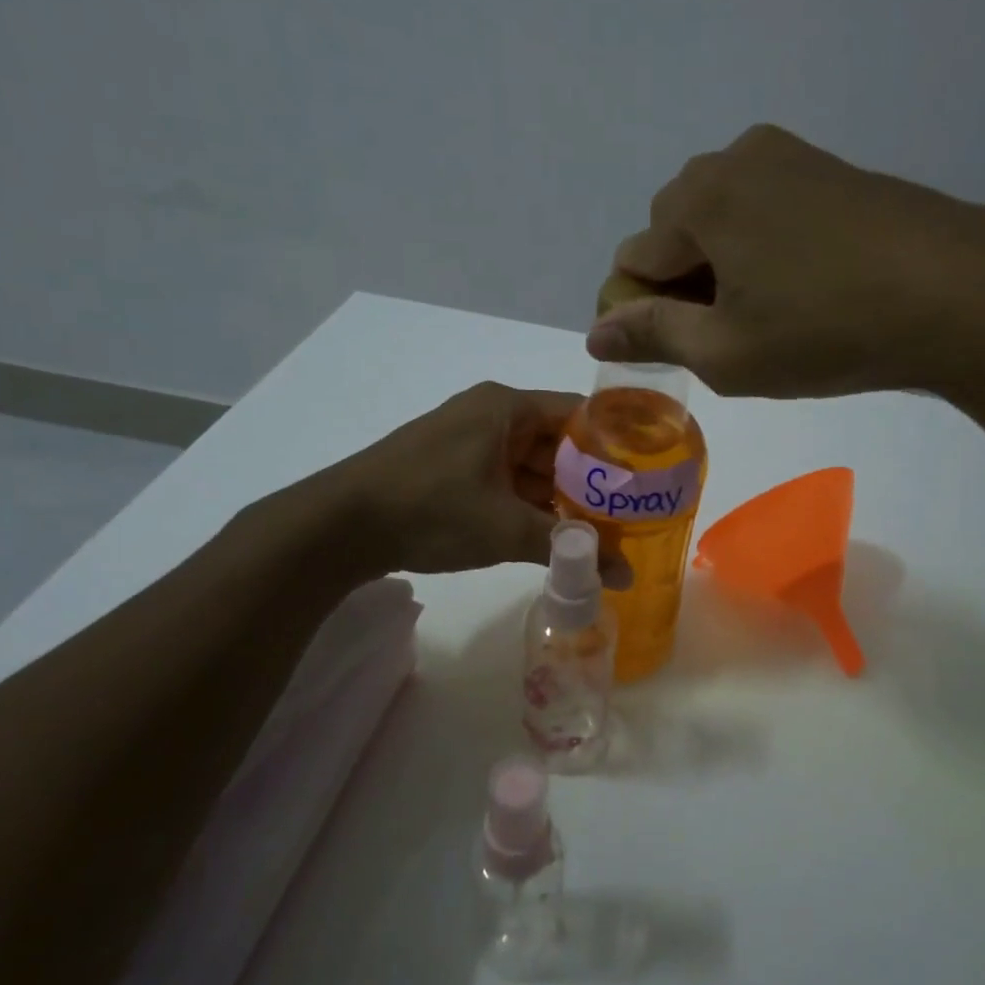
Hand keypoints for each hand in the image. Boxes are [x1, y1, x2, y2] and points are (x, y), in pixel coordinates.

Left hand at [331, 383, 630, 582]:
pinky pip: (503, 478)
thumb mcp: (507, 528)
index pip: (579, 413)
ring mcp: (465, 440)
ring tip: (595, 530)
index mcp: (506, 407)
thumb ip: (570, 548)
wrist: (339, 526)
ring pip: (529, 464)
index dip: (615, 444)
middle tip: (626, 514)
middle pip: (556, 441)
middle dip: (588, 480)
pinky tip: (548, 533)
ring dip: (557, 496)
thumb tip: (624, 577)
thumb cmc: (431, 510)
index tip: (645, 477)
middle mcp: (489, 414)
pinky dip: (526, 503)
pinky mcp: (449, 467)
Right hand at [588, 123, 984, 400]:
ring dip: (723, 265)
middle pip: (674, 230)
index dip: (640, 310)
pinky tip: (801, 286)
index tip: (676, 349)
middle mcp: (733, 160)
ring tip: (767, 313)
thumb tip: (596, 332)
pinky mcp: (829, 168)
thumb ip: (652, 334)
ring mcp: (788, 156)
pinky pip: (764, 208)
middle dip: (683, 282)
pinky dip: (761, 247)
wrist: (957, 292)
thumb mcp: (727, 351)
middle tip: (727, 334)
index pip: (633, 258)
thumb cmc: (826, 329)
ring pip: (721, 218)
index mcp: (699, 200)